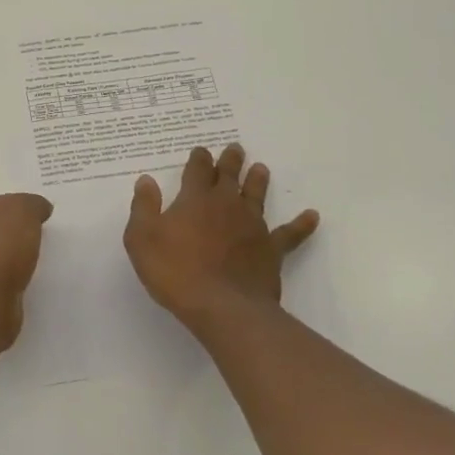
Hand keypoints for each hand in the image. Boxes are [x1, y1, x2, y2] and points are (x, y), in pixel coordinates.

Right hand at [124, 144, 318, 327]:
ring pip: (256, 196)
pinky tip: (312, 216)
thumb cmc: (175, 272)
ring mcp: (252, 226)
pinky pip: (290, 234)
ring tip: (261, 168)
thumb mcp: (141, 238)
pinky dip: (301, 224)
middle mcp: (226, 205)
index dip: (199, 159)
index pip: (197, 170)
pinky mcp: (271, 249)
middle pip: (229, 176)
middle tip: (235, 148)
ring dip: (257, 181)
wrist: (222, 306)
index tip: (201, 151)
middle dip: (230, 161)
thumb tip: (146, 180)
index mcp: (195, 199)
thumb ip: (143, 207)